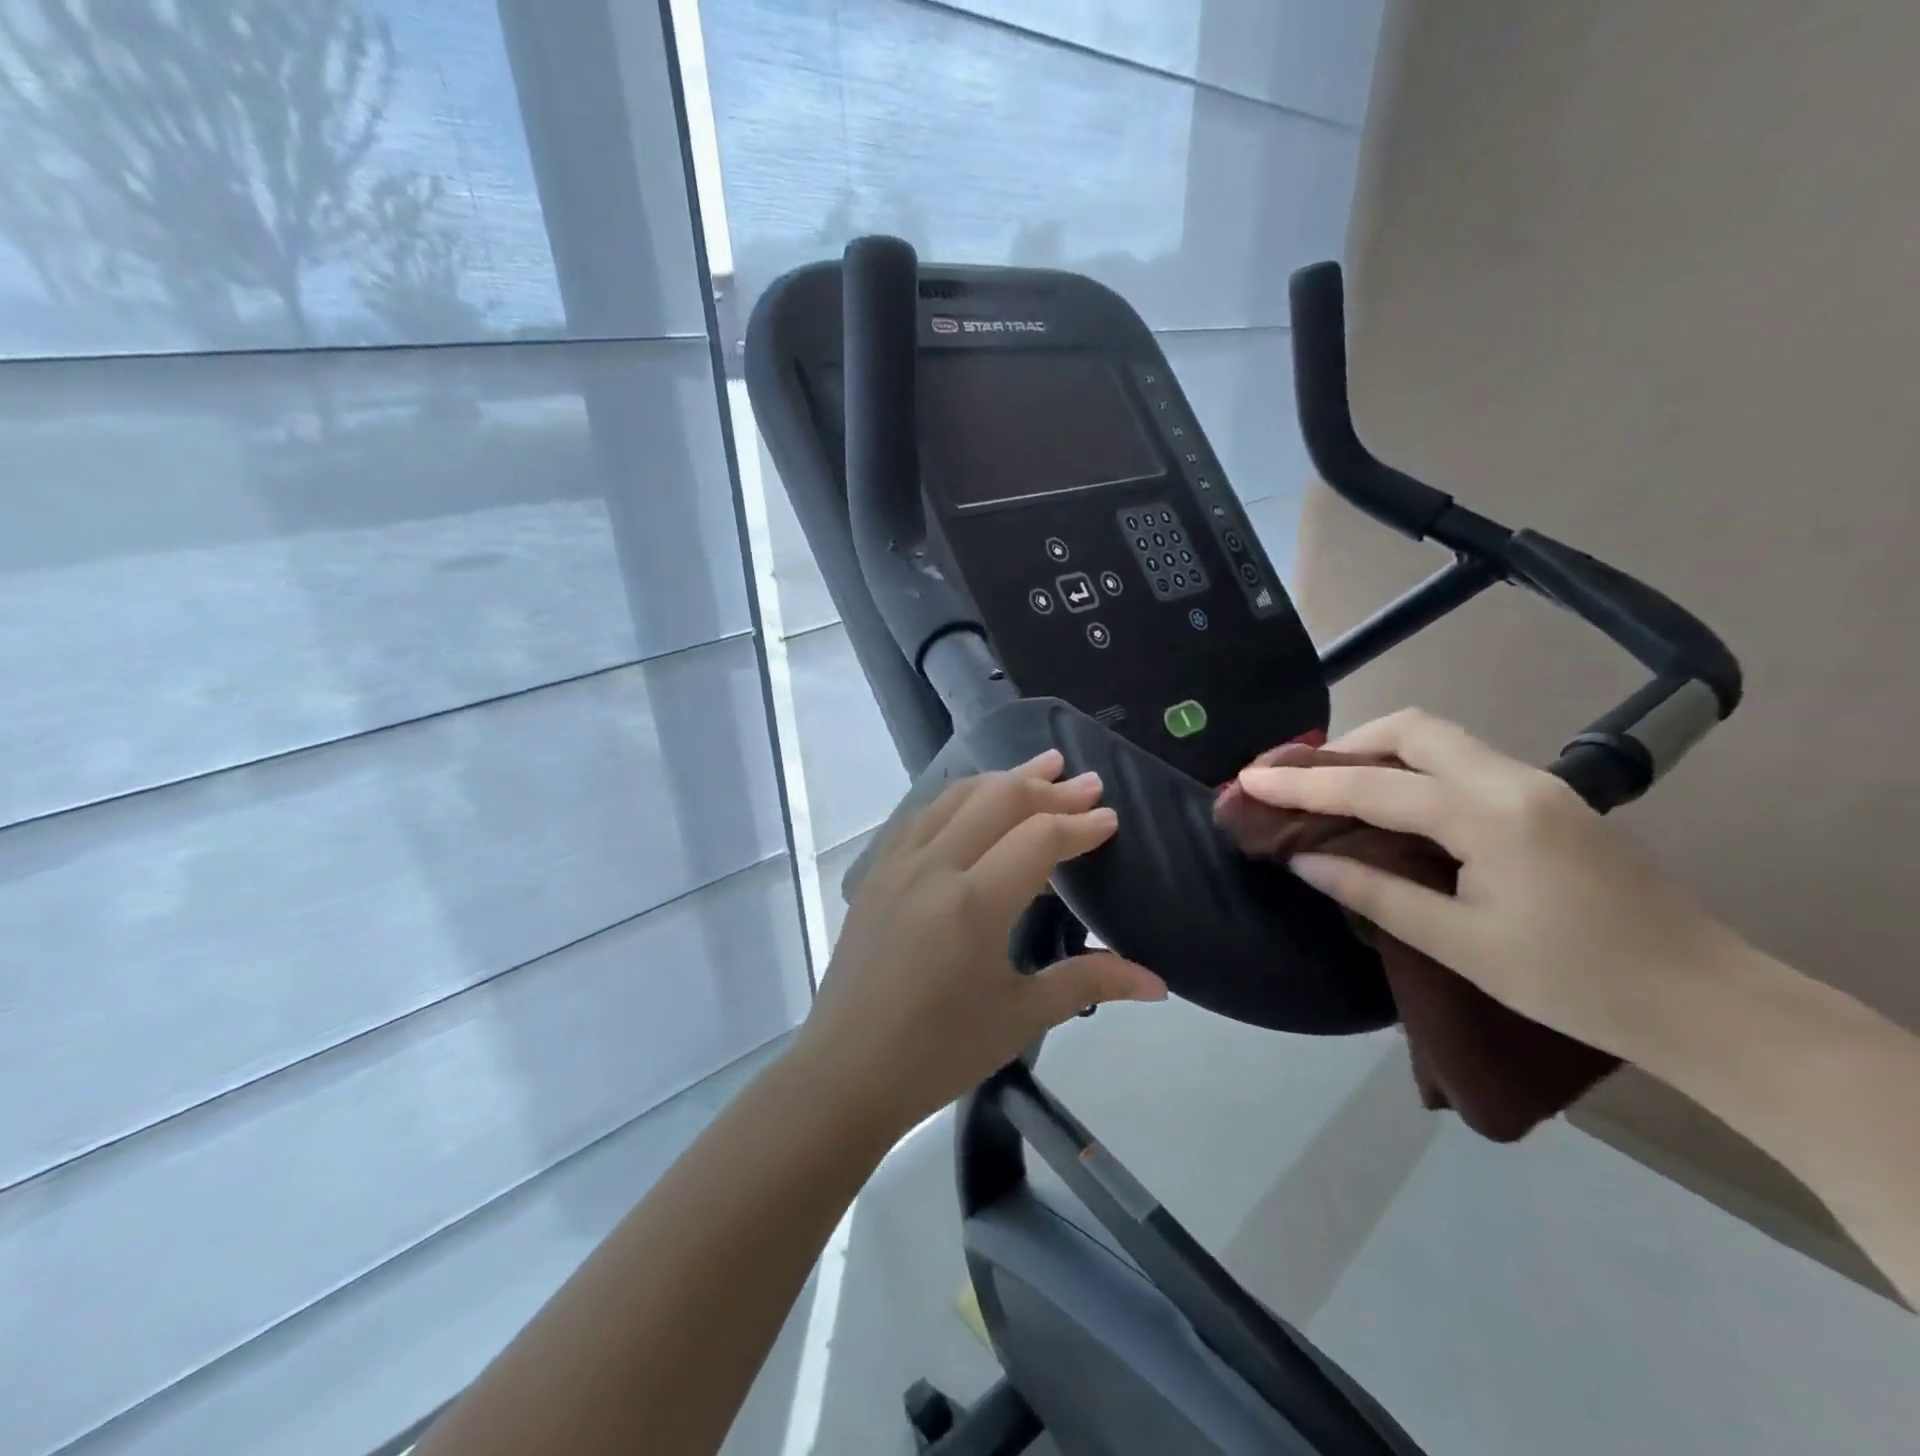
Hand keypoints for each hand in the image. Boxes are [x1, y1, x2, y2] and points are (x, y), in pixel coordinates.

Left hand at [796, 751, 1166, 1133]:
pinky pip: (922, 814)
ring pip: (956, 797)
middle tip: (1086, 781)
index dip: (1079, 825)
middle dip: (1048, 787)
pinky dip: (960, 797)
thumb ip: (1089, 982)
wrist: (846, 1071)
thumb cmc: (939, 1051)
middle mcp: (933, 867)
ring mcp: (897, 863)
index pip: (1039, 838)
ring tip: (1040, 768)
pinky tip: (975, 801)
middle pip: (998, 800)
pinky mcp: (875, 871)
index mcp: (972, 903)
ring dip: (1003, 779)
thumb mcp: (1021, 1016)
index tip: (1110, 818)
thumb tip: (1158, 983)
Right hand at [1237, 710, 1743, 1057]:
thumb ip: (1375, 893)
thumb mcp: (1462, 945)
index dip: (1303, 782)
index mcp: (1491, 815)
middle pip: (1412, 728)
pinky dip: (1410, 770)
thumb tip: (1303, 859)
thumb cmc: (1578, 983)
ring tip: (1333, 789)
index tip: (1248, 779)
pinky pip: (1460, 763)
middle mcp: (1514, 780)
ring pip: (1439, 740)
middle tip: (1299, 781)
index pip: (1375, 784)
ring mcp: (1537, 785)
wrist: (1709, 1004)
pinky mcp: (1547, 801)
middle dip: (1345, 745)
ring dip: (1377, 753)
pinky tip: (1391, 806)